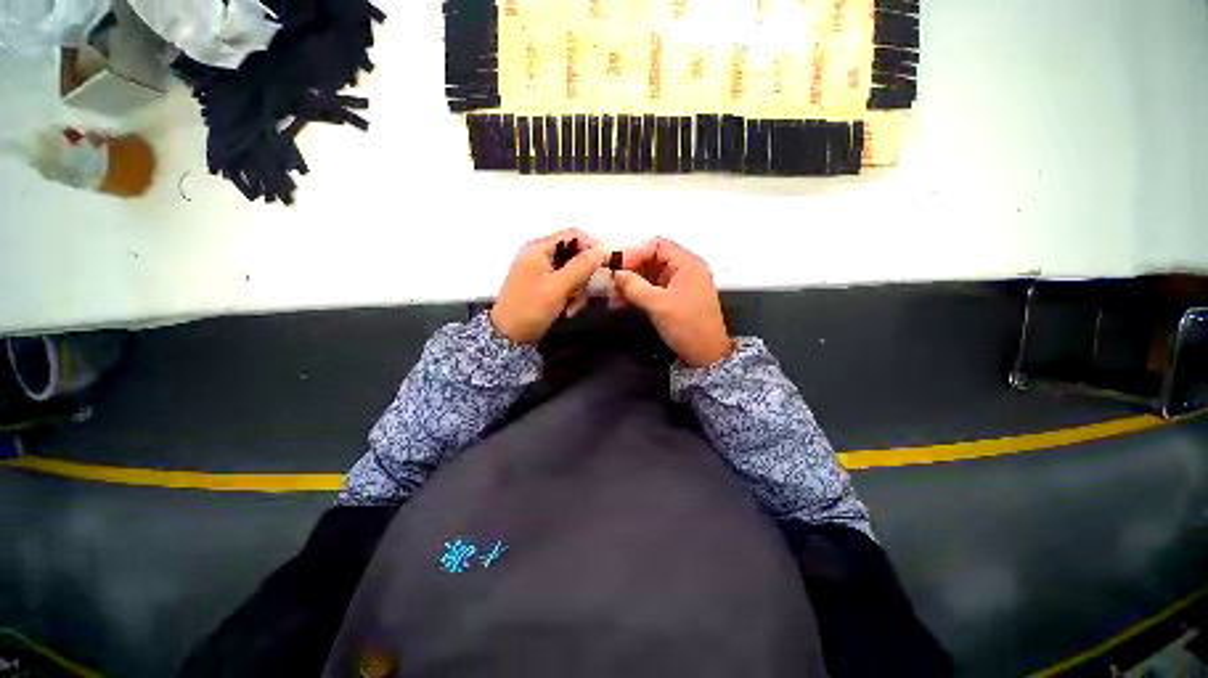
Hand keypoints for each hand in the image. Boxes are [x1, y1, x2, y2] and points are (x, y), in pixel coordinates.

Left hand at [490, 229, 606, 343]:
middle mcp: (540, 255)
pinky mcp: (543, 285)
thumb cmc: (530, 309)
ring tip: (571, 306)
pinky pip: (566, 284)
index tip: (603, 267)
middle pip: (575, 254)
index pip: (573, 235)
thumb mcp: (557, 287)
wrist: (508, 336)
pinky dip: (570, 296)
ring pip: (573, 272)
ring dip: (578, 289)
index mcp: (539, 248)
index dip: (591, 248)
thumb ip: (580, 267)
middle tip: (581, 293)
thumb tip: (602, 249)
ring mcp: (541, 271)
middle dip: (583, 275)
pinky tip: (566, 309)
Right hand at [611, 237, 733, 367]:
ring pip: (649, 275)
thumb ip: (634, 286)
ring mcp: (679, 285)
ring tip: (612, 294)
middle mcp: (684, 270)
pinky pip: (651, 288)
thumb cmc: (688, 327)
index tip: (615, 266)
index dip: (634, 253)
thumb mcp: (659, 305)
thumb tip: (615, 274)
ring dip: (630, 283)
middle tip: (610, 281)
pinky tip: (621, 301)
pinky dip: (637, 293)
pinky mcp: (673, 298)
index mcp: (687, 264)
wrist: (706, 356)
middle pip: (652, 259)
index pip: (657, 245)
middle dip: (630, 270)